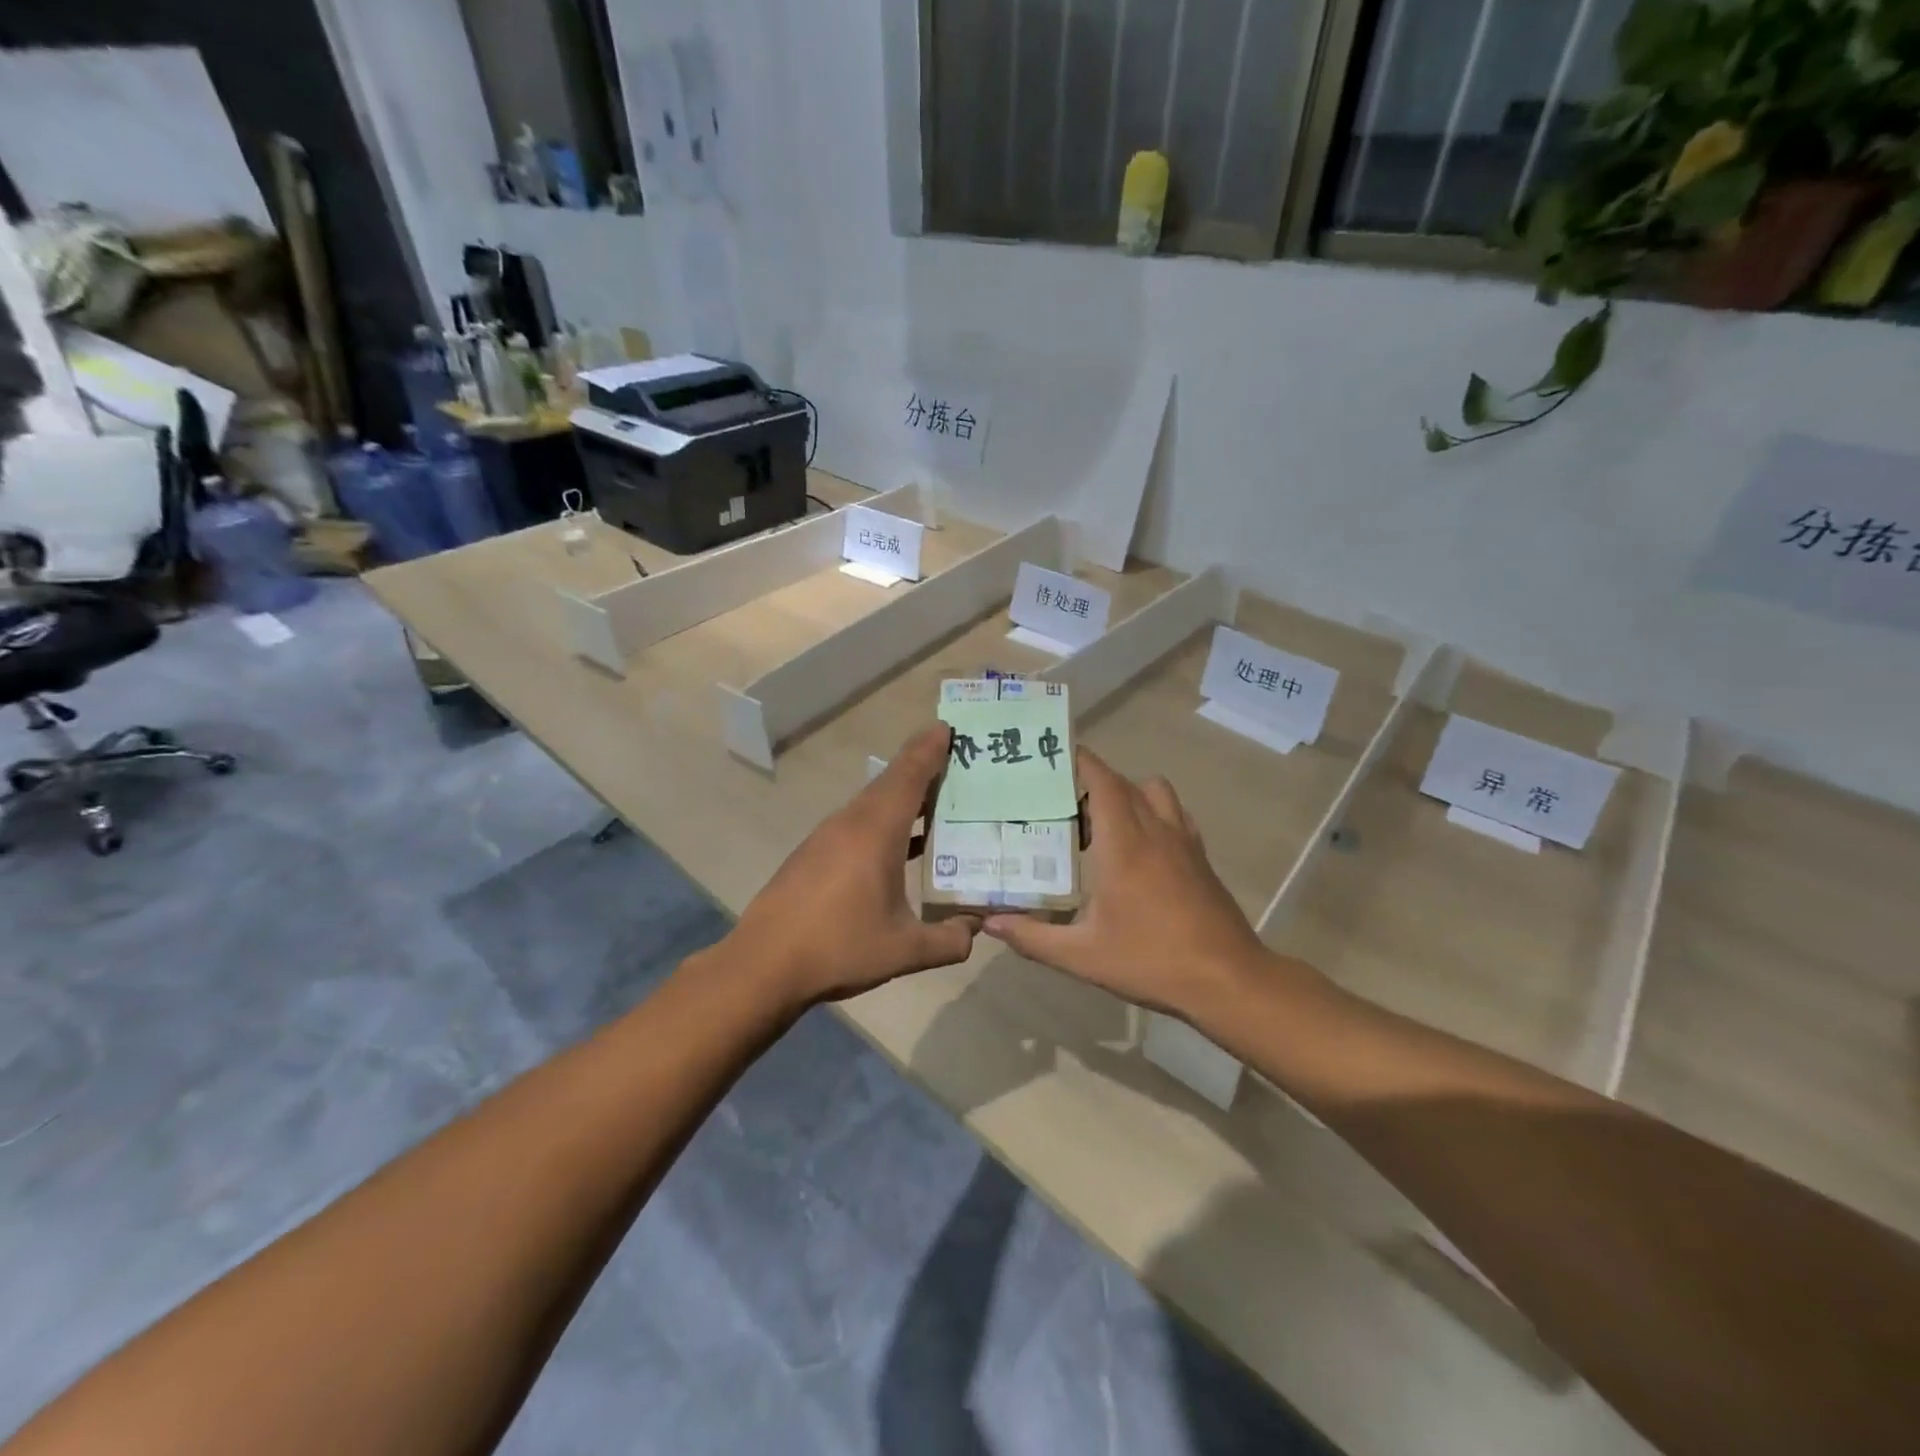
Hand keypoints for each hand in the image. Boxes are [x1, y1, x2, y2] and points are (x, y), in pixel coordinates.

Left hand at [726, 724, 978, 1007]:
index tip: (948, 727)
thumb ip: (949, 940)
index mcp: (876, 831)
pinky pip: (859, 823)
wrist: (763, 965)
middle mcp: (851, 823)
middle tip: (957, 762)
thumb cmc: (839, 947)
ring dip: (904, 797)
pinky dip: (886, 821)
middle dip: (922, 768)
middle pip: (891, 783)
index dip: (929, 750)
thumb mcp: (904, 950)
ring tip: (938, 800)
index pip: (908, 777)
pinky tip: (902, 845)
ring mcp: (827, 837)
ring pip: (873, 804)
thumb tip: (977, 930)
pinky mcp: (814, 855)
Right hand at [982, 749, 1272, 1021]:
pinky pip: (1175, 814)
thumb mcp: (1082, 956)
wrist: (1227, 979)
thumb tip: (990, 924)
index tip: (1052, 757)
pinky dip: (1155, 812)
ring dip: (1127, 792)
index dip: (1079, 761)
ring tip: (1102, 820)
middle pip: (1123, 782)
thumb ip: (1033, 937)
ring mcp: (1183, 841)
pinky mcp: (1201, 856)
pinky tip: (1141, 844)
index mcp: (1123, 843)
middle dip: (1092, 779)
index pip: (1102, 780)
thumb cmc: (1151, 961)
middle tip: (1060, 798)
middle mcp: (1154, 830)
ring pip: (1155, 792)